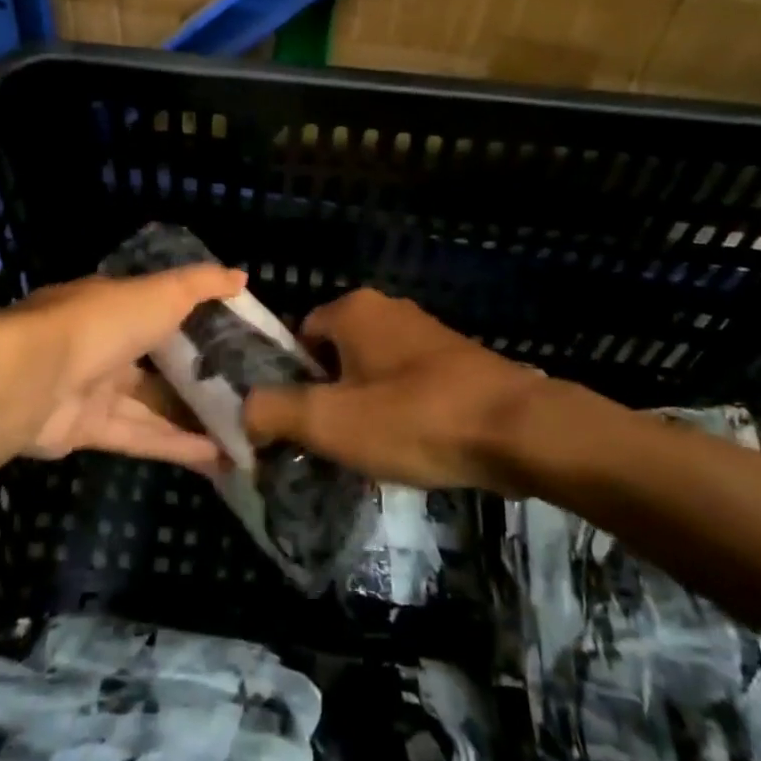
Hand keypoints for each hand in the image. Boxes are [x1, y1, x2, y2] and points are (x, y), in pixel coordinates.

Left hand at [0, 267, 244, 472]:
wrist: (33, 378)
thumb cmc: (103, 322)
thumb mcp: (162, 292)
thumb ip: (202, 285)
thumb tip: (242, 276)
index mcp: (115, 304)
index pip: (161, 308)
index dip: (197, 320)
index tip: (236, 335)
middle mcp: (103, 344)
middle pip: (158, 362)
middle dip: (198, 377)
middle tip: (248, 392)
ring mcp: (93, 389)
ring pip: (152, 405)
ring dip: (194, 419)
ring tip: (244, 433)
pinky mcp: (88, 431)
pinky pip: (140, 436)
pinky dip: (177, 445)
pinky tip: (219, 457)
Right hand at [242, 289, 553, 489]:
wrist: (517, 429)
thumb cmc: (414, 417)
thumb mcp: (330, 421)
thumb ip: (274, 412)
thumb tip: (242, 411)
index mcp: (353, 309)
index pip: (300, 336)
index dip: (293, 381)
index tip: (300, 424)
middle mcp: (388, 308)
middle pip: (336, 354)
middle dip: (330, 396)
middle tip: (334, 443)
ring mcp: (426, 331)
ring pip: (373, 370)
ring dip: (366, 406)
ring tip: (373, 452)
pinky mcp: (457, 358)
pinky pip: (409, 381)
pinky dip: (402, 409)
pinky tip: (413, 445)